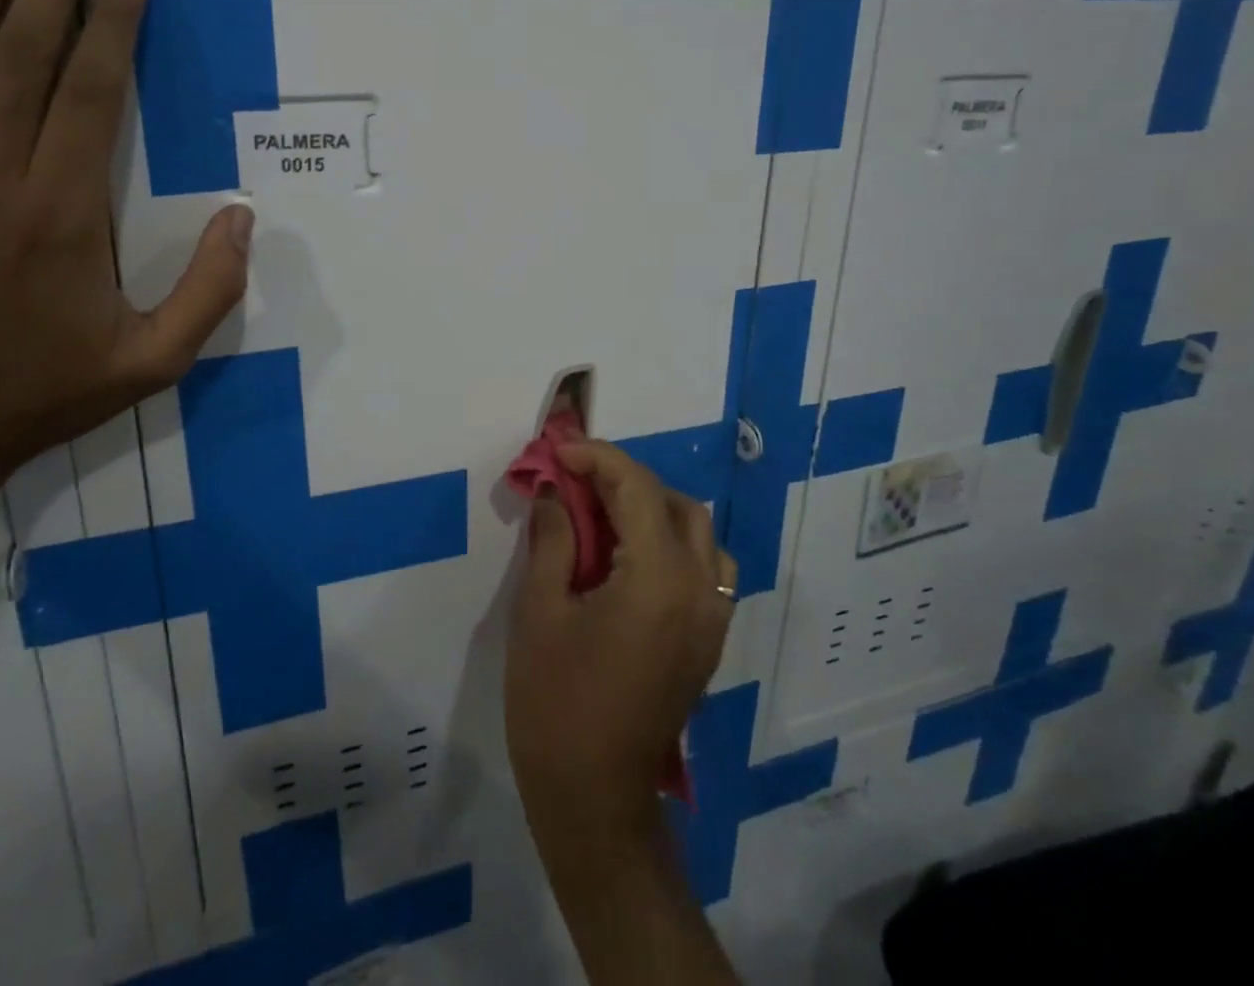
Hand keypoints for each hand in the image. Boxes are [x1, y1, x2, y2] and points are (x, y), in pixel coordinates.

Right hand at [505, 441, 736, 861]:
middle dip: (625, 479)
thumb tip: (554, 490)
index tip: (558, 452)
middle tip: (575, 480)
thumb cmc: (556, 704)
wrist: (596, 800)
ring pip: (697, 532)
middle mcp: (700, 590)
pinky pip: (703, 566)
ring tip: (601, 513)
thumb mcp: (540, 612)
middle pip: (675, 504)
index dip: (597, 458)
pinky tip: (627, 555)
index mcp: (659, 580)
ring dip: (652, 507)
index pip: (637, 488)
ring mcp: (713, 617)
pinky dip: (669, 541)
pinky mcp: (709, 639)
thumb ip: (553, 539)